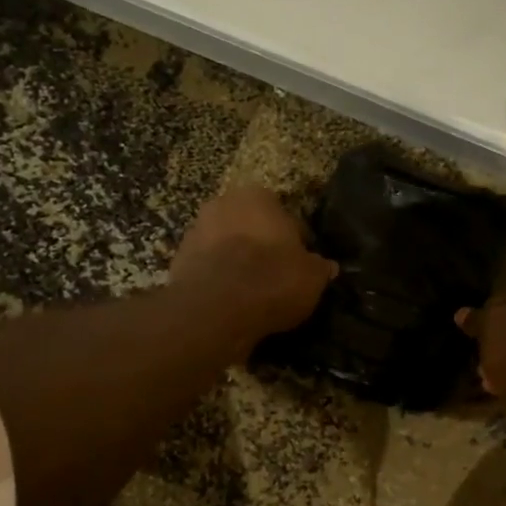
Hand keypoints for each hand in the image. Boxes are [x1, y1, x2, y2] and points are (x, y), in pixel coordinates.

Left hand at [171, 187, 337, 349]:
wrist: (216, 308)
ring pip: (225, 245)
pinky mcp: (177, 260)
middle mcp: (222, 204)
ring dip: (236, 262)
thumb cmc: (272, 279)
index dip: (294, 241)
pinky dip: (217, 281)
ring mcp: (195, 231)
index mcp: (258, 196)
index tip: (300, 263)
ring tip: (251, 293)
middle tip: (275, 275)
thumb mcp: (311, 277)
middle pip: (249, 226)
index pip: (284, 215)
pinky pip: (207, 269)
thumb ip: (319, 268)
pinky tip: (230, 302)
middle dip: (260, 246)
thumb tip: (327, 267)